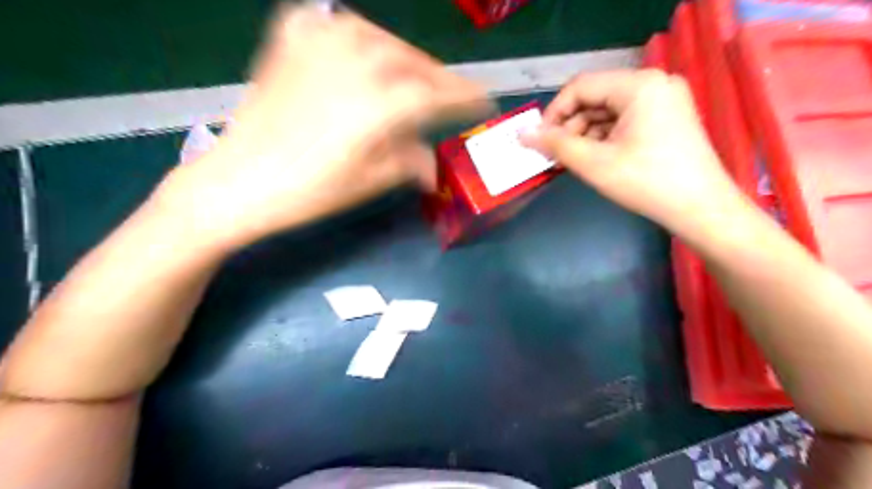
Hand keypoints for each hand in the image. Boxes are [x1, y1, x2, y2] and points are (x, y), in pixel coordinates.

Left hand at [155, 5, 489, 251]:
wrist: (237, 181)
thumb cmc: (309, 191)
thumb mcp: (370, 182)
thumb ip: (409, 162)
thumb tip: (432, 166)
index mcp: (381, 102)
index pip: (438, 93)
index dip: (466, 97)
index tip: (484, 101)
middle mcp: (357, 60)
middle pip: (415, 63)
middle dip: (439, 80)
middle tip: (451, 96)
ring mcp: (320, 42)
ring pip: (383, 40)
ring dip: (405, 59)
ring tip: (413, 80)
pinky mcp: (292, 40)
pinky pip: (337, 26)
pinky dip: (358, 38)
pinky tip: (363, 53)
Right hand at [521, 68, 745, 236]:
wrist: (701, 209)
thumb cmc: (646, 182)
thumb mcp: (593, 163)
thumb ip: (555, 144)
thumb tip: (522, 134)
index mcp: (639, 85)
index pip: (580, 87)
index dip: (553, 113)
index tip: (539, 140)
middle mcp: (654, 83)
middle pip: (595, 97)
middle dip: (570, 126)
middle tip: (554, 154)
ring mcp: (664, 99)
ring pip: (608, 110)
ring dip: (585, 133)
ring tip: (573, 160)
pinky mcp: (667, 117)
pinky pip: (624, 120)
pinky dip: (605, 137)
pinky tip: (595, 158)